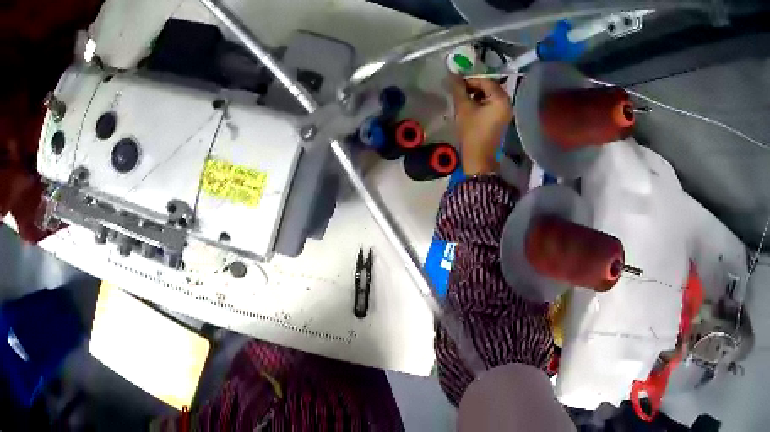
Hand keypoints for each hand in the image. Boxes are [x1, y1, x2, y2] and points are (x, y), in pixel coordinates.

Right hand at [449, 75, 512, 175]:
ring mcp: (506, 111)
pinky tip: (470, 107)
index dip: (469, 80)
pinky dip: (481, 102)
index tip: (456, 84)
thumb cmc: (472, 131)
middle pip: (489, 87)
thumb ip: (458, 88)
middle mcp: (507, 102)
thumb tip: (451, 74)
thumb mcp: (463, 107)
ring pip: (490, 95)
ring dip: (476, 94)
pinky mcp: (501, 118)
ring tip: (462, 99)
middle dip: (473, 86)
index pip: (485, 81)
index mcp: (501, 99)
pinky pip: (491, 104)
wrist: (479, 157)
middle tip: (459, 91)